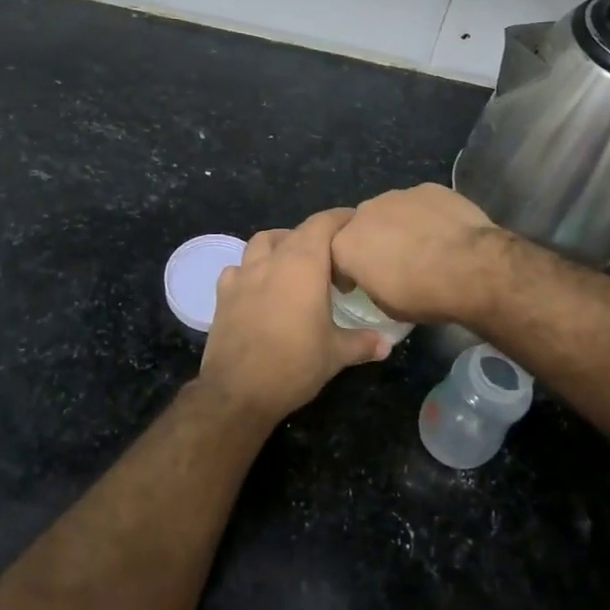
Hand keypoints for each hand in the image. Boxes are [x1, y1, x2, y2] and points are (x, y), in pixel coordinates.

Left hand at [197, 208, 390, 424]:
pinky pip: (237, 269)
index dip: (340, 218)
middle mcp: (272, 261)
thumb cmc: (294, 365)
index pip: (323, 223)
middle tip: (332, 255)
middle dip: (315, 235)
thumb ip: (363, 343)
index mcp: (303, 265)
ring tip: (294, 262)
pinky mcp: (223, 295)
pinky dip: (250, 269)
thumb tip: (387, 344)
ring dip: (280, 244)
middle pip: (295, 231)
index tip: (355, 223)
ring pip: (262, 243)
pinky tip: (259, 286)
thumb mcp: (336, 354)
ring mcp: (243, 275)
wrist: (238, 391)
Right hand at [330, 184, 505, 324]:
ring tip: (423, 245)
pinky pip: (420, 203)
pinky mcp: (428, 188)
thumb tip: (379, 278)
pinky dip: (427, 215)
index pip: (335, 256)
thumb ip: (372, 284)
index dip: (347, 271)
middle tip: (394, 262)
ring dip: (399, 225)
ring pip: (390, 210)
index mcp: (345, 245)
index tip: (360, 284)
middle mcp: (364, 213)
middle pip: (362, 227)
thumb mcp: (386, 306)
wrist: (469, 267)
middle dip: (372, 241)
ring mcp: (397, 196)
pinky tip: (444, 232)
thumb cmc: (422, 294)